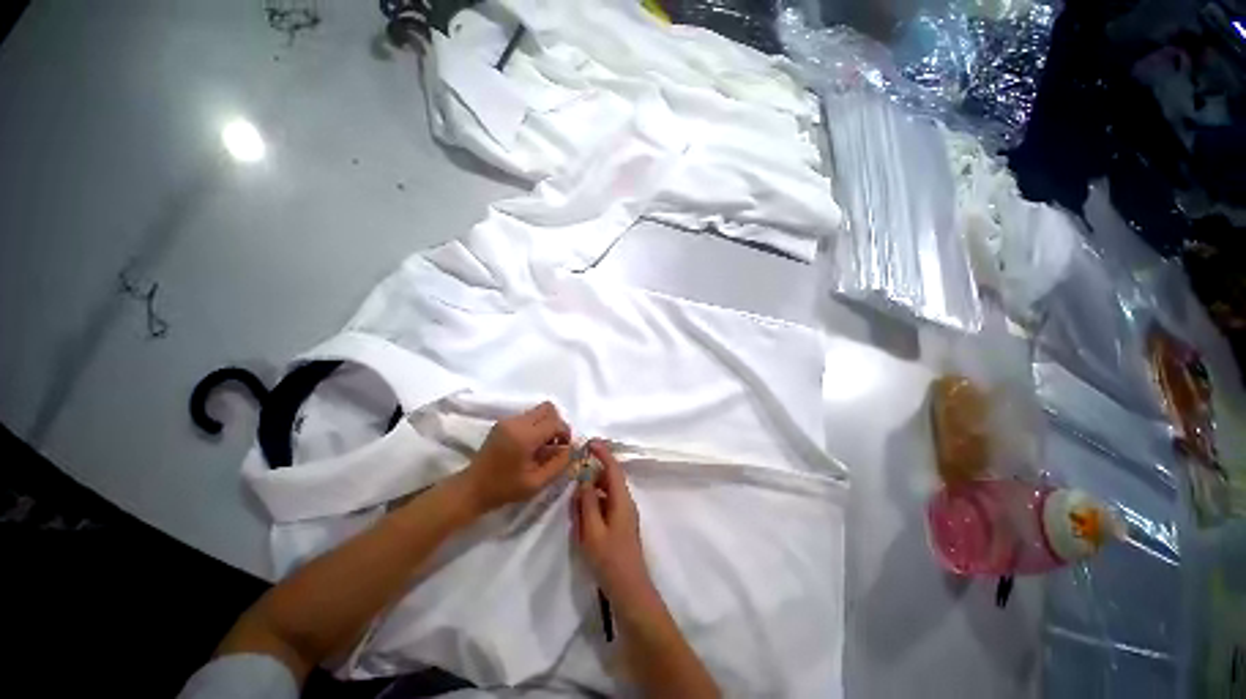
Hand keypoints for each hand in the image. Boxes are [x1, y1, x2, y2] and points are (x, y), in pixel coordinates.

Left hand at [459, 402, 571, 515]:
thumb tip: (572, 449)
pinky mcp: (503, 423)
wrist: (472, 488)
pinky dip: (537, 426)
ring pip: (539, 411)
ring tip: (544, 446)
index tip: (565, 448)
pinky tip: (532, 445)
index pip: (555, 422)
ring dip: (547, 424)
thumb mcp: (537, 483)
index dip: (565, 432)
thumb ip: (559, 464)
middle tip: (556, 443)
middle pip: (548, 409)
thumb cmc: (504, 488)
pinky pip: (528, 416)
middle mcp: (516, 422)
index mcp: (524, 437)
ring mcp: (508, 420)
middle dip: (557, 424)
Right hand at [572, 441, 656, 608]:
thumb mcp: (592, 530)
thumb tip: (583, 479)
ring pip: (607, 491)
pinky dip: (594, 501)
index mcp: (621, 499)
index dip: (603, 453)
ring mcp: (624, 513)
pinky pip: (606, 504)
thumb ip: (587, 502)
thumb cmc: (610, 559)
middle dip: (594, 470)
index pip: (613, 468)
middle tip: (576, 468)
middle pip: (610, 478)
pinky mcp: (620, 524)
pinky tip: (582, 510)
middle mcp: (625, 502)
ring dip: (592, 487)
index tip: (589, 442)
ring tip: (575, 491)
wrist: (629, 590)